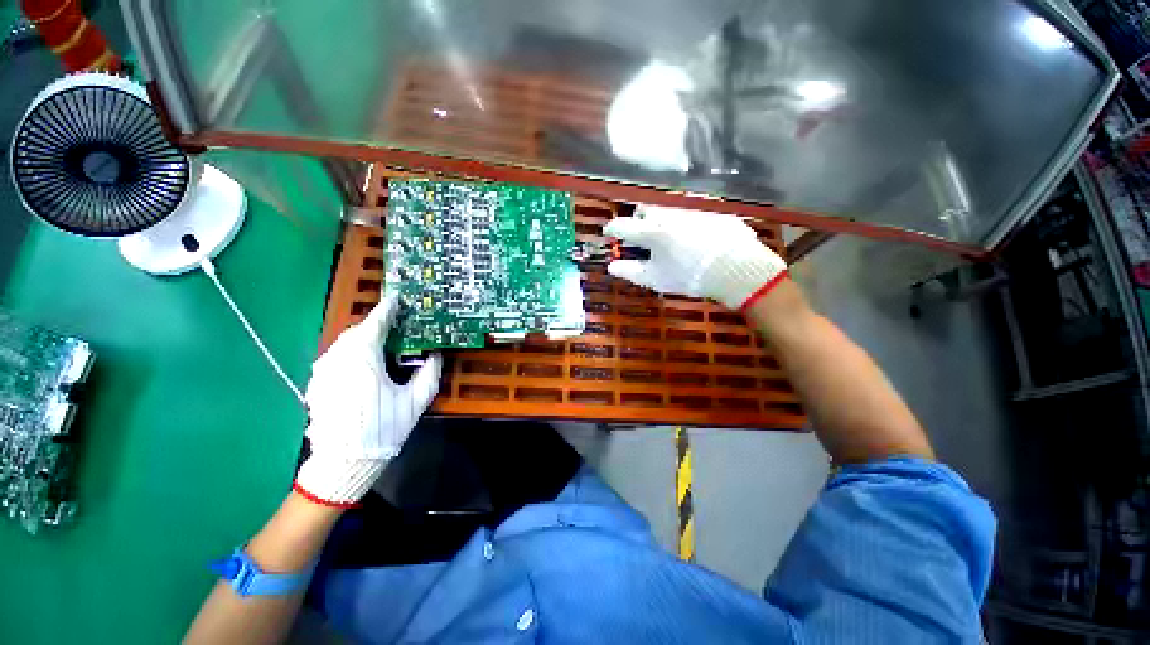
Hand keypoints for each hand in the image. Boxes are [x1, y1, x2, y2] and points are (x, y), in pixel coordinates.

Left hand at [293, 295, 441, 507]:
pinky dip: (350, 351)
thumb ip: (428, 374)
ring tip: (380, 340)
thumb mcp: (414, 402)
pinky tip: (362, 362)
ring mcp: (324, 372)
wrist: (342, 463)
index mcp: (363, 360)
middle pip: (357, 331)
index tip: (397, 299)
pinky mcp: (317, 383)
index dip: (387, 310)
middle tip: (394, 323)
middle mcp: (339, 360)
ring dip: (362, 337)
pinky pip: (335, 356)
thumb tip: (436, 355)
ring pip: (343, 343)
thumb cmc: (382, 429)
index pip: (375, 325)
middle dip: (375, 324)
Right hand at [602, 206, 787, 310]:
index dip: (612, 229)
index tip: (609, 233)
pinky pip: (688, 209)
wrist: (735, 268)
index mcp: (651, 231)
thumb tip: (612, 266)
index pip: (622, 225)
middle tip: (642, 235)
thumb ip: (630, 271)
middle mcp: (667, 213)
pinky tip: (691, 234)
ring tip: (667, 236)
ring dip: (660, 218)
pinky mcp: (708, 208)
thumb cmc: (689, 276)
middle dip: (638, 219)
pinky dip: (682, 219)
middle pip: (643, 208)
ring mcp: (689, 208)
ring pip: (665, 207)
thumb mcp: (656, 279)